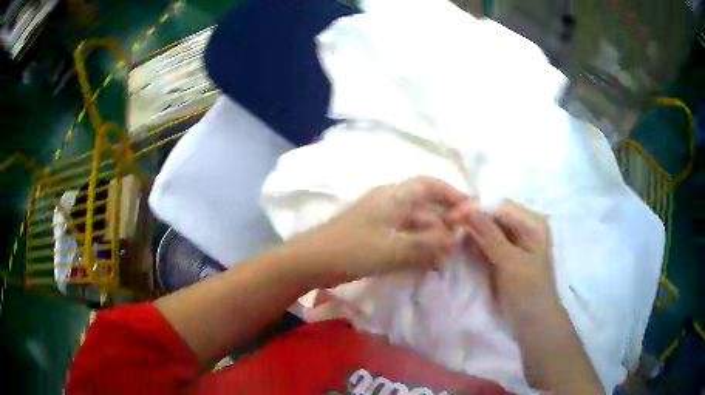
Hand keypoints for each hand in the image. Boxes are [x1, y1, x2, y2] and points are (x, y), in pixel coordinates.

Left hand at [283, 176, 466, 285]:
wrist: (312, 261)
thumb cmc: (353, 249)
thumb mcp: (395, 248)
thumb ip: (427, 244)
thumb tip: (453, 241)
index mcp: (394, 196)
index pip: (430, 185)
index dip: (453, 195)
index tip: (470, 211)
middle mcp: (389, 201)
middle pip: (425, 206)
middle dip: (444, 224)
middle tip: (458, 244)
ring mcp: (380, 218)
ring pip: (415, 224)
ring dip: (430, 239)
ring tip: (444, 259)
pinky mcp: (374, 235)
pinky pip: (403, 237)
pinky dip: (416, 247)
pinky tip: (425, 263)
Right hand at [448, 200, 557, 324]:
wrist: (533, 320)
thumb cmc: (528, 291)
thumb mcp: (511, 263)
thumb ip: (491, 236)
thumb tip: (470, 210)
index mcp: (533, 223)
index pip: (501, 206)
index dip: (476, 208)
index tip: (451, 216)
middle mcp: (524, 225)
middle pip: (494, 214)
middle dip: (472, 218)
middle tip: (447, 224)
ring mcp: (514, 239)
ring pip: (489, 227)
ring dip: (471, 230)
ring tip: (449, 233)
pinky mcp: (505, 252)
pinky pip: (487, 240)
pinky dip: (474, 242)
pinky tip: (460, 244)